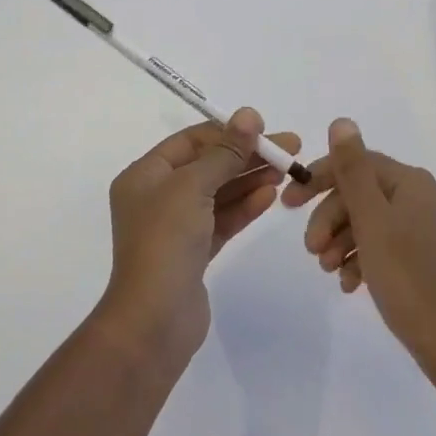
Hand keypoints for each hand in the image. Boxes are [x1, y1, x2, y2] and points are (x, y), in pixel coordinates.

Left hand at [100, 109, 302, 361]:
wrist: (154, 320)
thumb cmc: (166, 241)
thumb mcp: (194, 186)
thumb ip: (224, 152)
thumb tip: (248, 114)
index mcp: (145, 175)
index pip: (191, 141)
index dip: (228, 131)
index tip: (264, 127)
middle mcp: (157, 196)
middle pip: (208, 165)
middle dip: (247, 155)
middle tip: (290, 147)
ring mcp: (175, 226)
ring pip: (218, 193)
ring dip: (250, 179)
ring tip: (287, 169)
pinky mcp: (193, 252)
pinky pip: (222, 219)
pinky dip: (245, 206)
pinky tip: (271, 195)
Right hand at [282, 118, 435, 375]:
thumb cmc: (409, 278)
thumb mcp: (372, 221)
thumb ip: (353, 170)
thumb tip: (341, 120)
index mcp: (410, 182)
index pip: (356, 163)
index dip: (319, 178)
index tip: (287, 203)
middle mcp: (418, 198)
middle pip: (359, 194)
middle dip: (329, 218)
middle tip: (310, 250)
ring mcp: (421, 230)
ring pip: (365, 222)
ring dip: (339, 242)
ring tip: (327, 271)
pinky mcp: (420, 258)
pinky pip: (379, 247)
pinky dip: (358, 260)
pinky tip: (348, 285)